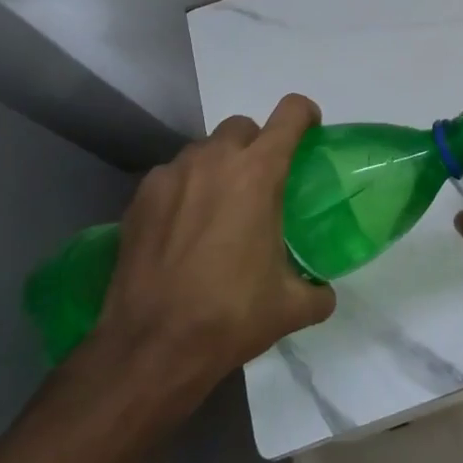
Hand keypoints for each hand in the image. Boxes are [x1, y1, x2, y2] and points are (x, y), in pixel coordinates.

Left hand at [91, 94, 334, 403]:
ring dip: (218, 166)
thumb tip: (324, 292)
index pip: (290, 114)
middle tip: (262, 184)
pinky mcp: (139, 199)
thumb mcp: (291, 307)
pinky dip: (183, 190)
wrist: (151, 347)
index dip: (305, 115)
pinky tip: (183, 229)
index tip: (310, 134)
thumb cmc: (230, 316)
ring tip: (219, 209)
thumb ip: (317, 291)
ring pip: (203, 150)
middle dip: (257, 144)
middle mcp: (214, 162)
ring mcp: (171, 176)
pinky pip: (171, 176)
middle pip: (242, 127)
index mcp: (259, 174)